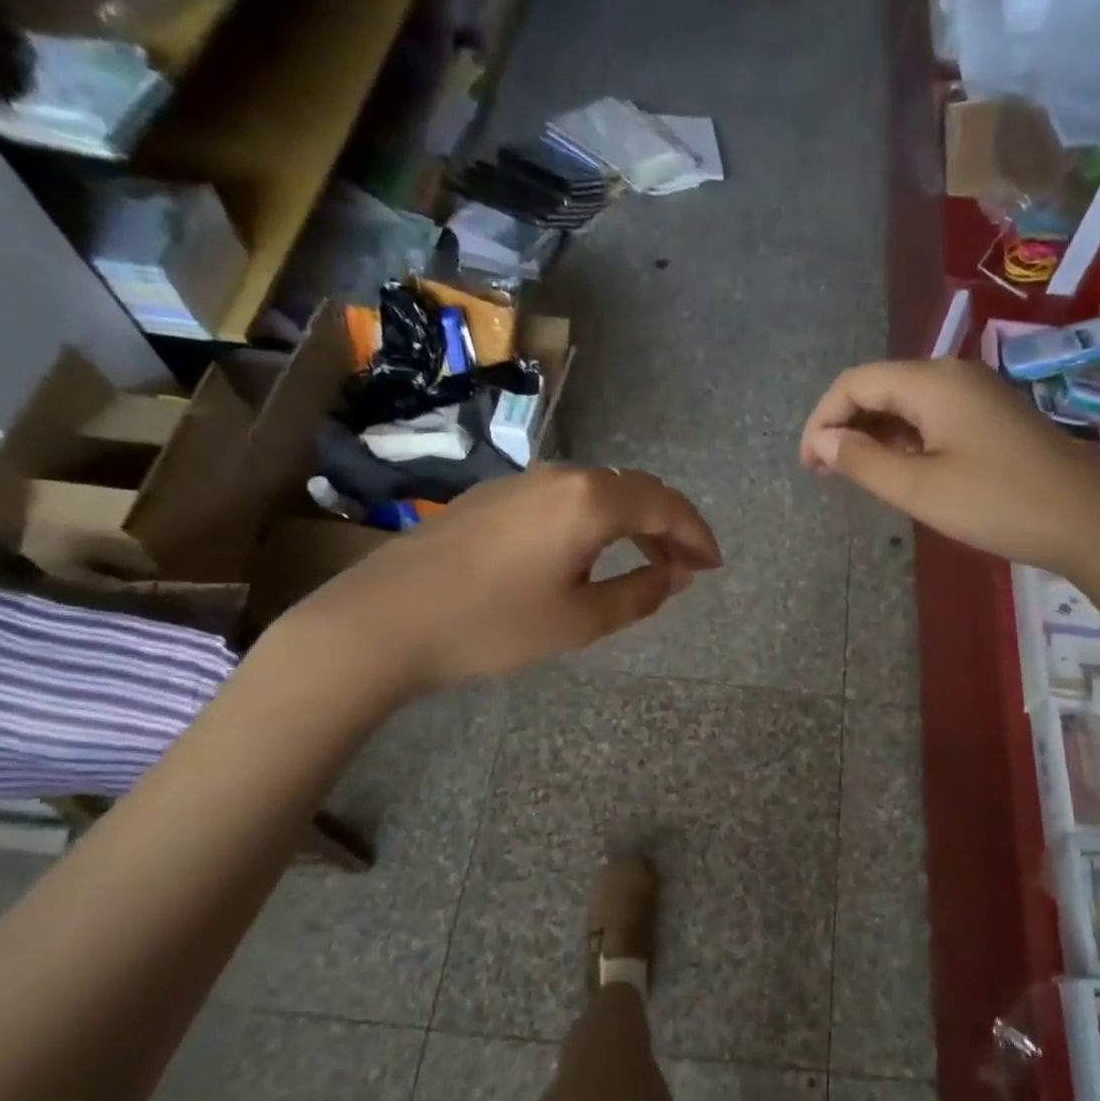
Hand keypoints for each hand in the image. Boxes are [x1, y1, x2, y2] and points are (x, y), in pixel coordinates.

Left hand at [277, 465, 720, 700]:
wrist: (385, 619)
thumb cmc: (492, 624)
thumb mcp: (579, 620)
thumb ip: (639, 594)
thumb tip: (675, 576)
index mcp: (590, 500)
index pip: (664, 505)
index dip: (697, 534)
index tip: (714, 565)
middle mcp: (560, 476)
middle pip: (635, 490)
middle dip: (670, 525)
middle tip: (688, 566)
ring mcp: (522, 482)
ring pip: (599, 492)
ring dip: (633, 523)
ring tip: (648, 562)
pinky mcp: (494, 497)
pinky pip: (566, 499)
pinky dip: (597, 522)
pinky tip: (591, 555)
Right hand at [800, 358, 1099, 575]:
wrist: (1088, 520)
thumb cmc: (997, 503)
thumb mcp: (919, 489)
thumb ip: (862, 461)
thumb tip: (822, 441)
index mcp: (931, 382)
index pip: (855, 383)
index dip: (821, 420)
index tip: (809, 466)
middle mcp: (952, 375)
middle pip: (880, 387)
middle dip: (845, 426)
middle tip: (826, 474)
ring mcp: (977, 394)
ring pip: (906, 404)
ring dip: (874, 435)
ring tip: (856, 477)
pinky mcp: (992, 418)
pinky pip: (932, 418)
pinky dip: (905, 440)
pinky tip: (900, 471)